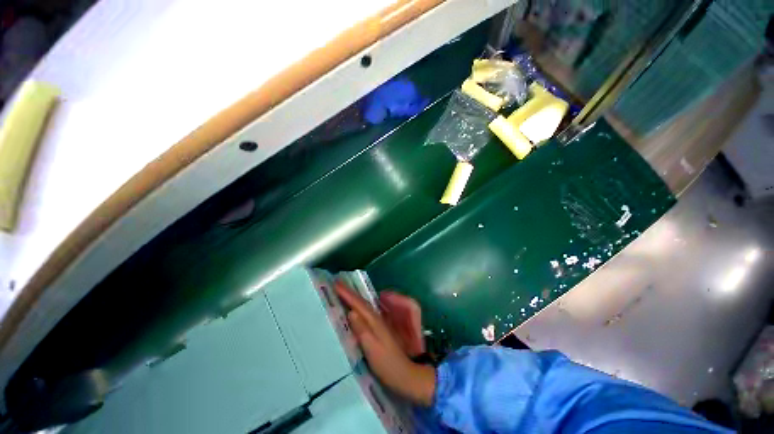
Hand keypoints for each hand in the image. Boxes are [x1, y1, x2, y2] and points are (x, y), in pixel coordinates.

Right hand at [335, 283, 435, 406]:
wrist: (404, 374)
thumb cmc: (387, 364)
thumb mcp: (372, 348)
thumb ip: (361, 330)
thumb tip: (351, 312)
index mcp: (374, 321)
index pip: (359, 304)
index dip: (347, 294)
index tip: (336, 284)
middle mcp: (377, 318)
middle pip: (362, 302)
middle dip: (350, 292)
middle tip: (337, 284)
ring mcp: (379, 323)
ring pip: (365, 306)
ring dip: (354, 297)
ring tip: (344, 292)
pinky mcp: (379, 329)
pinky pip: (367, 312)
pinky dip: (360, 307)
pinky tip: (356, 308)